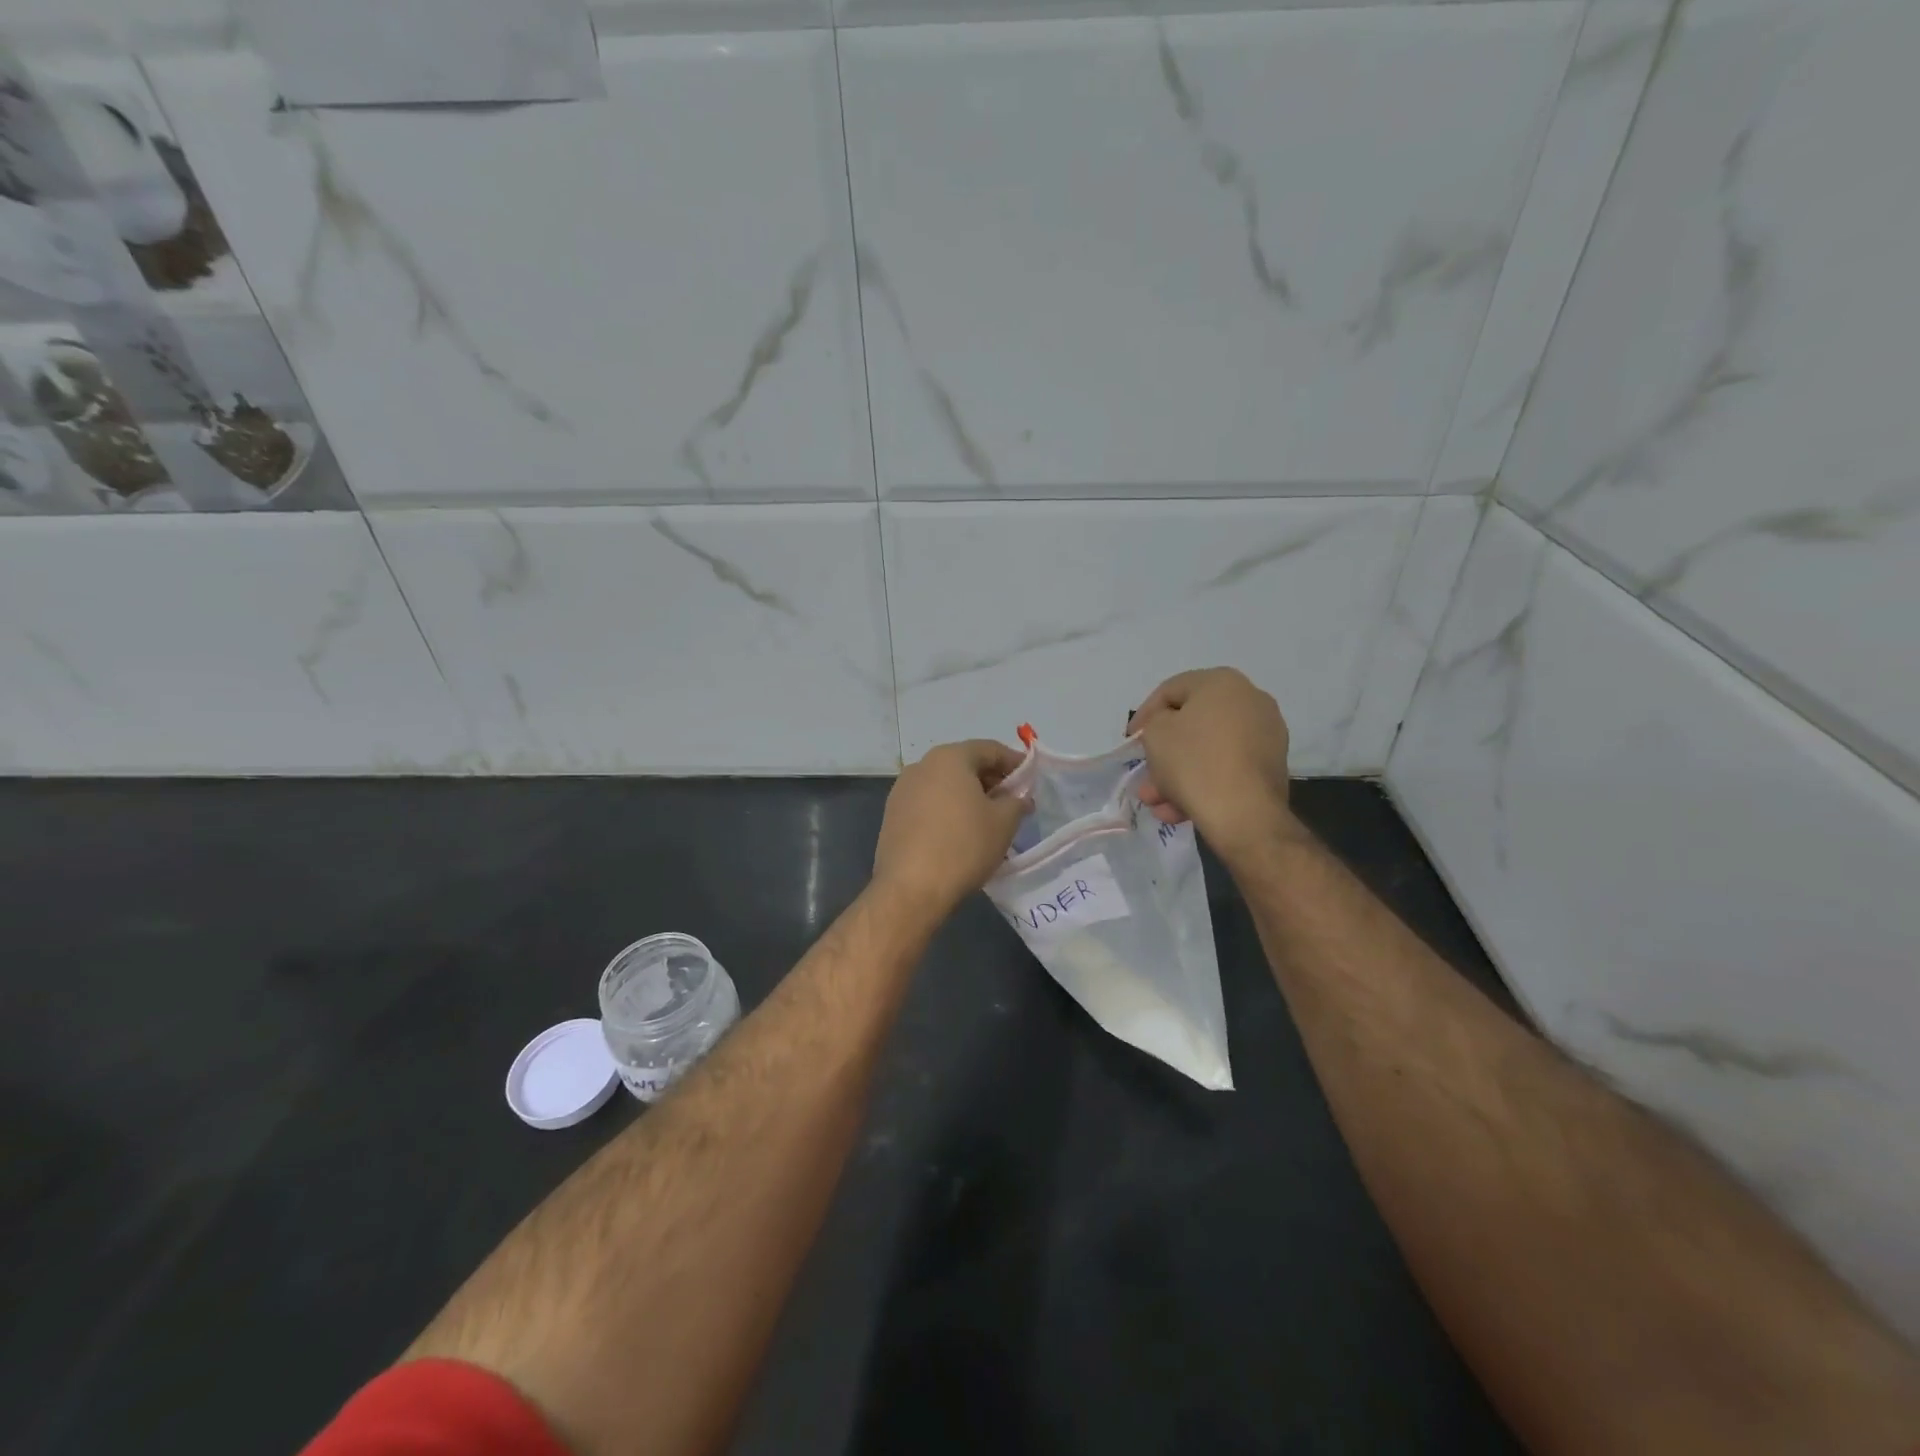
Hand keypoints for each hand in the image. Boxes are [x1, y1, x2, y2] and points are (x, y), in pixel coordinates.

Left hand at [873, 739, 1029, 915]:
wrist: (911, 888)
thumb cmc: (964, 846)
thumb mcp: (1004, 823)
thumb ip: (1017, 802)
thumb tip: (1019, 798)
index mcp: (949, 758)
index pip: (989, 749)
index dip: (1014, 762)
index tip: (1031, 779)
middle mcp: (921, 766)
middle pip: (964, 764)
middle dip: (991, 780)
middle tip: (1012, 801)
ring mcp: (902, 791)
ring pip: (944, 785)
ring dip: (968, 796)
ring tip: (988, 819)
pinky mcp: (892, 816)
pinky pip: (928, 804)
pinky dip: (948, 810)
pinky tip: (960, 833)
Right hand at [1130, 668, 1293, 856]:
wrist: (1244, 813)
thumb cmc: (1194, 762)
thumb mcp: (1156, 733)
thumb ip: (1155, 722)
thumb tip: (1169, 730)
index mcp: (1222, 682)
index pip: (1171, 690)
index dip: (1144, 715)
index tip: (1130, 741)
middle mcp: (1250, 701)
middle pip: (1192, 724)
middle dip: (1163, 753)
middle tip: (1145, 774)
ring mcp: (1265, 735)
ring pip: (1208, 751)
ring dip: (1177, 774)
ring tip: (1157, 802)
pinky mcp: (1270, 767)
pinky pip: (1227, 768)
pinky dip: (1202, 783)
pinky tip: (1179, 809)